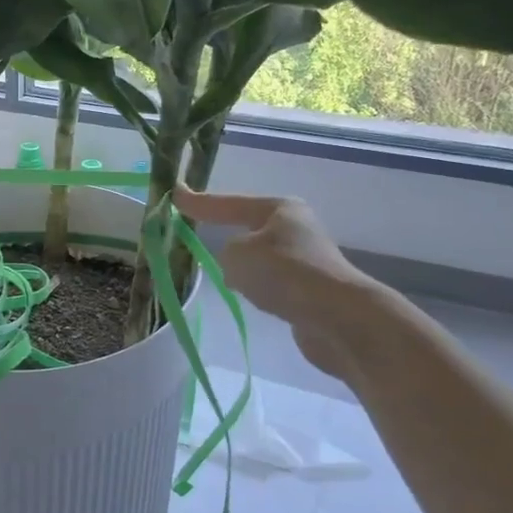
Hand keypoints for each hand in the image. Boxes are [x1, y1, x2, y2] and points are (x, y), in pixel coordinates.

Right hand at [176, 187, 387, 377]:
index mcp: (280, 208)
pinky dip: (260, 289)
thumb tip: (237, 267)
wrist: (338, 318)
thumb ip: (225, 253)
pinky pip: (272, 283)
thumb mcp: (236, 255)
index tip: (174, 194)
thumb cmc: (284, 273)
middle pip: (248, 229)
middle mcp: (295, 228)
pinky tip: (255, 300)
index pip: (229, 203)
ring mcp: (306, 260)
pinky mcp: (310, 290)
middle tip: (198, 239)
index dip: (200, 202)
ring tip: (229, 280)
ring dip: (245, 268)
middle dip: (227, 236)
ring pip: (260, 258)